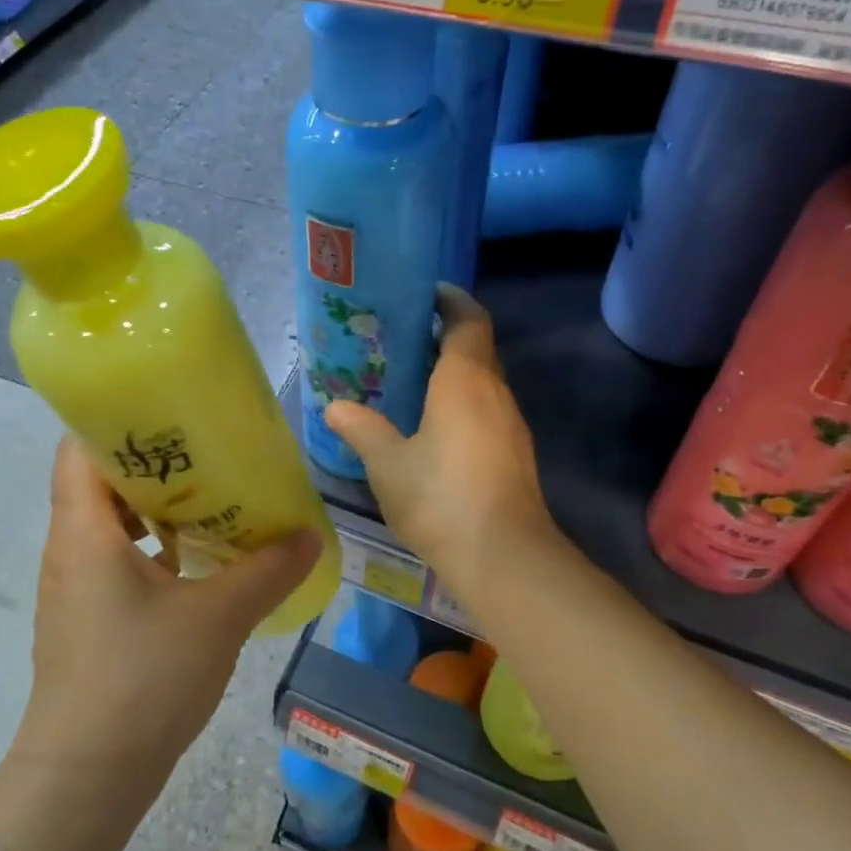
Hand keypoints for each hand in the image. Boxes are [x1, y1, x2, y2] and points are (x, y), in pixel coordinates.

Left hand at [9, 438, 320, 795]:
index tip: (172, 411)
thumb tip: (309, 536)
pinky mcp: (87, 617)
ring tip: (212, 497)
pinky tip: (199, 559)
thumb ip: (266, 572)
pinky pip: (117, 558)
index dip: (118, 419)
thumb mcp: (217, 618)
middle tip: (208, 450)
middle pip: (99, 479)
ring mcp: (74, 585)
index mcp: (84, 531)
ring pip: (109, 521)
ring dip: (155, 506)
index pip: (80, 446)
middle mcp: (69, 548)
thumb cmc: (143, 681)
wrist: (86, 779)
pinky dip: (154, 546)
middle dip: (152, 459)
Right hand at [323, 285, 555, 590]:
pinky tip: (435, 427)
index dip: (451, 300)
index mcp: (465, 380)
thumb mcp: (387, 463)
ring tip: (413, 381)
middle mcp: (495, 392)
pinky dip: (463, 403)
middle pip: (478, 348)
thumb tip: (335, 407)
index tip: (426, 293)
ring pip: (484, 382)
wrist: (504, 556)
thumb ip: (361, 430)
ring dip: (455, 373)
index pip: (468, 319)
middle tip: (403, 339)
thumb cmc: (440, 498)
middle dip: (446, 336)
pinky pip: (487, 410)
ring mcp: (510, 425)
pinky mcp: (515, 454)